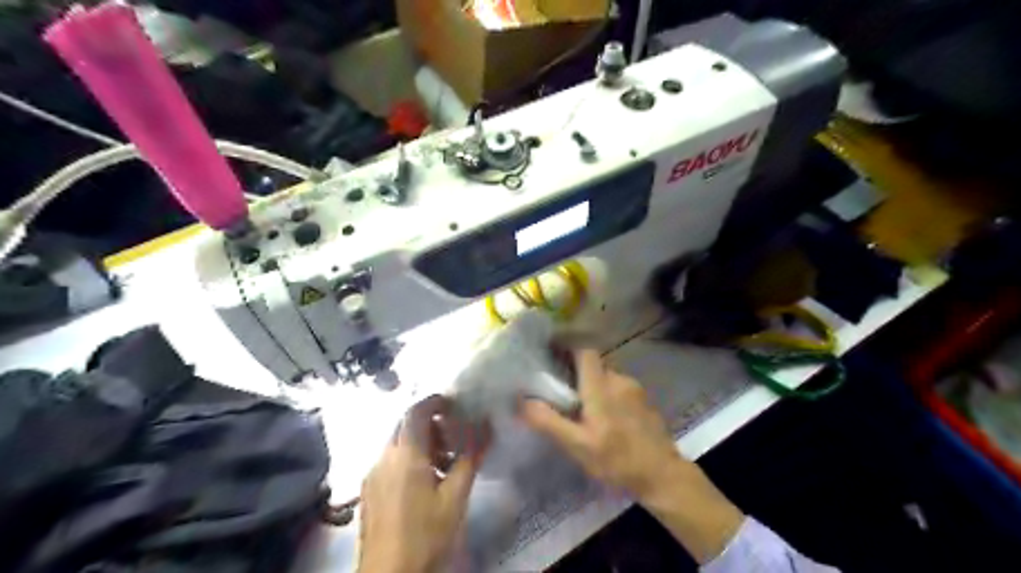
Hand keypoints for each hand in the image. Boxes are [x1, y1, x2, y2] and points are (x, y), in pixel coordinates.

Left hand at [359, 397, 485, 572]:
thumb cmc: (427, 534)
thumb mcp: (455, 496)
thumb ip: (470, 456)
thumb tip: (486, 425)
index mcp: (404, 454)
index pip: (416, 411)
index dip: (435, 401)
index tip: (455, 403)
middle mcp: (383, 457)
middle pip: (405, 425)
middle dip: (430, 422)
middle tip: (455, 433)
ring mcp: (372, 475)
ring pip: (396, 443)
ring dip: (420, 441)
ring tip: (445, 459)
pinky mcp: (368, 492)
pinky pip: (389, 461)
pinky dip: (408, 458)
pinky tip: (425, 480)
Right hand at [518, 349, 742, 564]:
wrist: (663, 476)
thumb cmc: (617, 460)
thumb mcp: (577, 446)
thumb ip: (548, 421)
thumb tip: (521, 400)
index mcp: (601, 386)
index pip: (584, 350)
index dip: (567, 345)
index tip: (550, 350)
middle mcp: (619, 380)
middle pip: (593, 364)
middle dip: (576, 372)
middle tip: (560, 390)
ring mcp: (635, 390)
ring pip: (607, 378)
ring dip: (592, 386)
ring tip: (581, 409)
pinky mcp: (644, 401)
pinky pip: (619, 389)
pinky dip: (607, 396)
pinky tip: (604, 420)